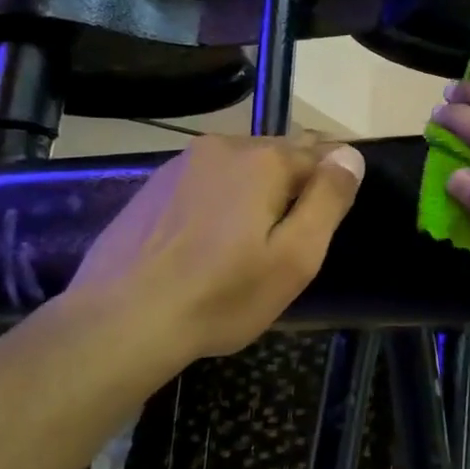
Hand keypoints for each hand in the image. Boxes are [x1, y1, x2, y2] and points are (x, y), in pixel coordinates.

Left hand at [67, 134, 363, 359]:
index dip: (332, 182)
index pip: (320, 152)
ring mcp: (182, 164)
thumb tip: (350, 155)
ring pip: (240, 167)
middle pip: (279, 155)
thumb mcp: (294, 257)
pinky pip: (207, 182)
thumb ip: (328, 200)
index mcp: (264, 159)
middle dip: (294, 184)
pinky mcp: (154, 186)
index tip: (330, 215)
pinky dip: (220, 200)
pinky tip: (210, 241)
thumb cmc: (221, 295)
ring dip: (256, 191)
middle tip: (293, 236)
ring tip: (252, 241)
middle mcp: (223, 146)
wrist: (119, 322)